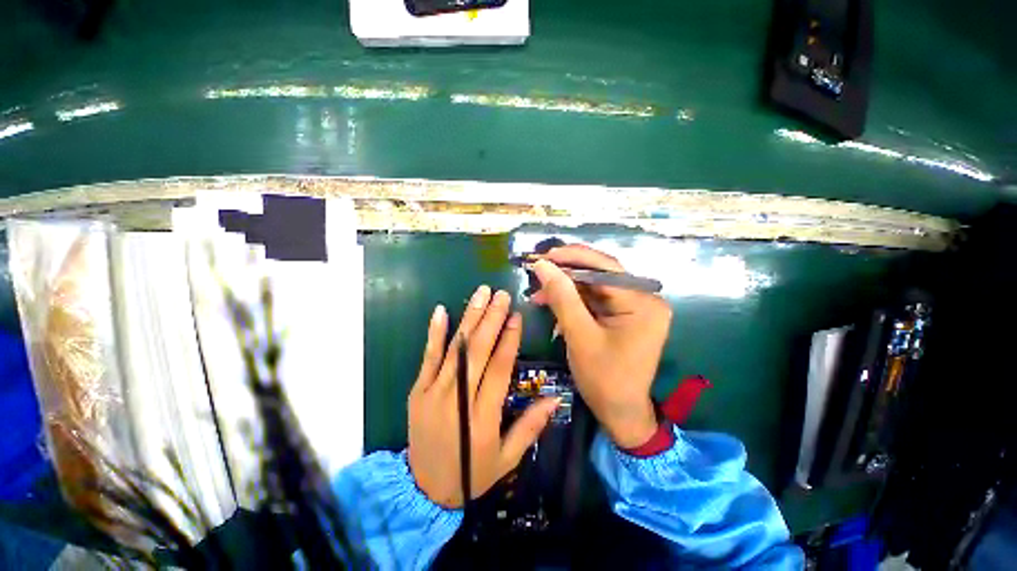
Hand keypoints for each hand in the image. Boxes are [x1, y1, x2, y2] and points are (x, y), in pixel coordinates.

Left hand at [407, 286, 559, 508]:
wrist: (424, 489)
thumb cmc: (471, 472)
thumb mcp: (507, 459)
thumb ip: (530, 427)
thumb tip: (554, 399)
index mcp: (482, 416)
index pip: (499, 368)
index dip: (509, 339)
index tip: (516, 315)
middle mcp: (458, 398)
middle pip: (477, 350)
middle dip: (491, 318)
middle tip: (501, 294)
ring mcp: (434, 391)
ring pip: (455, 348)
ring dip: (469, 317)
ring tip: (480, 294)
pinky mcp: (418, 389)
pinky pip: (427, 357)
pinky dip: (434, 333)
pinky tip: (441, 311)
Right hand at [530, 245, 671, 448]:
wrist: (620, 413)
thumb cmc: (603, 379)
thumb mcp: (579, 335)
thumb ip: (562, 297)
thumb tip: (542, 265)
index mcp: (642, 302)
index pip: (605, 268)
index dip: (572, 258)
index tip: (543, 256)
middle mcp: (644, 298)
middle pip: (600, 274)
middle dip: (566, 273)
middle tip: (538, 271)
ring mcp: (635, 306)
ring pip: (594, 286)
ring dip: (566, 288)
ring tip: (538, 294)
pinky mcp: (624, 315)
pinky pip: (595, 300)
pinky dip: (573, 301)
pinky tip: (553, 304)